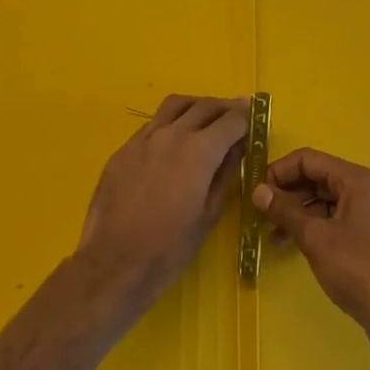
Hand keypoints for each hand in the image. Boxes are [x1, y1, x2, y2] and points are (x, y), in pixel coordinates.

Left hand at [77, 95, 248, 313]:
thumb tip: (237, 148)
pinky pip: (153, 124)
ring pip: (175, 105)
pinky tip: (173, 142)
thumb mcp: (209, 214)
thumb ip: (225, 174)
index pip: (230, 120)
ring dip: (196, 106)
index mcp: (199, 150)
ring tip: (205, 119)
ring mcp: (144, 138)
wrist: (114, 263)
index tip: (255, 116)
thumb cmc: (170, 248)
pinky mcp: (124, 149)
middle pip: (204, 106)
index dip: (246, 116)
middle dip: (224, 108)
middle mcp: (172, 134)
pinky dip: (171, 122)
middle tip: (236, 115)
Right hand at [252, 149, 369, 366]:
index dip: (279, 171)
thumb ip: (285, 211)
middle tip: (260, 214)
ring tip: (270, 234)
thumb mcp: (315, 238)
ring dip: (296, 212)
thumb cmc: (358, 270)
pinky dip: (311, 228)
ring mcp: (367, 215)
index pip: (308, 159)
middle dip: (286, 192)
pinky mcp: (367, 239)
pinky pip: (332, 221)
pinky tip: (292, 246)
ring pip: (323, 201)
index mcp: (355, 180)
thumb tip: (257, 190)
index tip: (256, 191)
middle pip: (316, 178)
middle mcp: (363, 190)